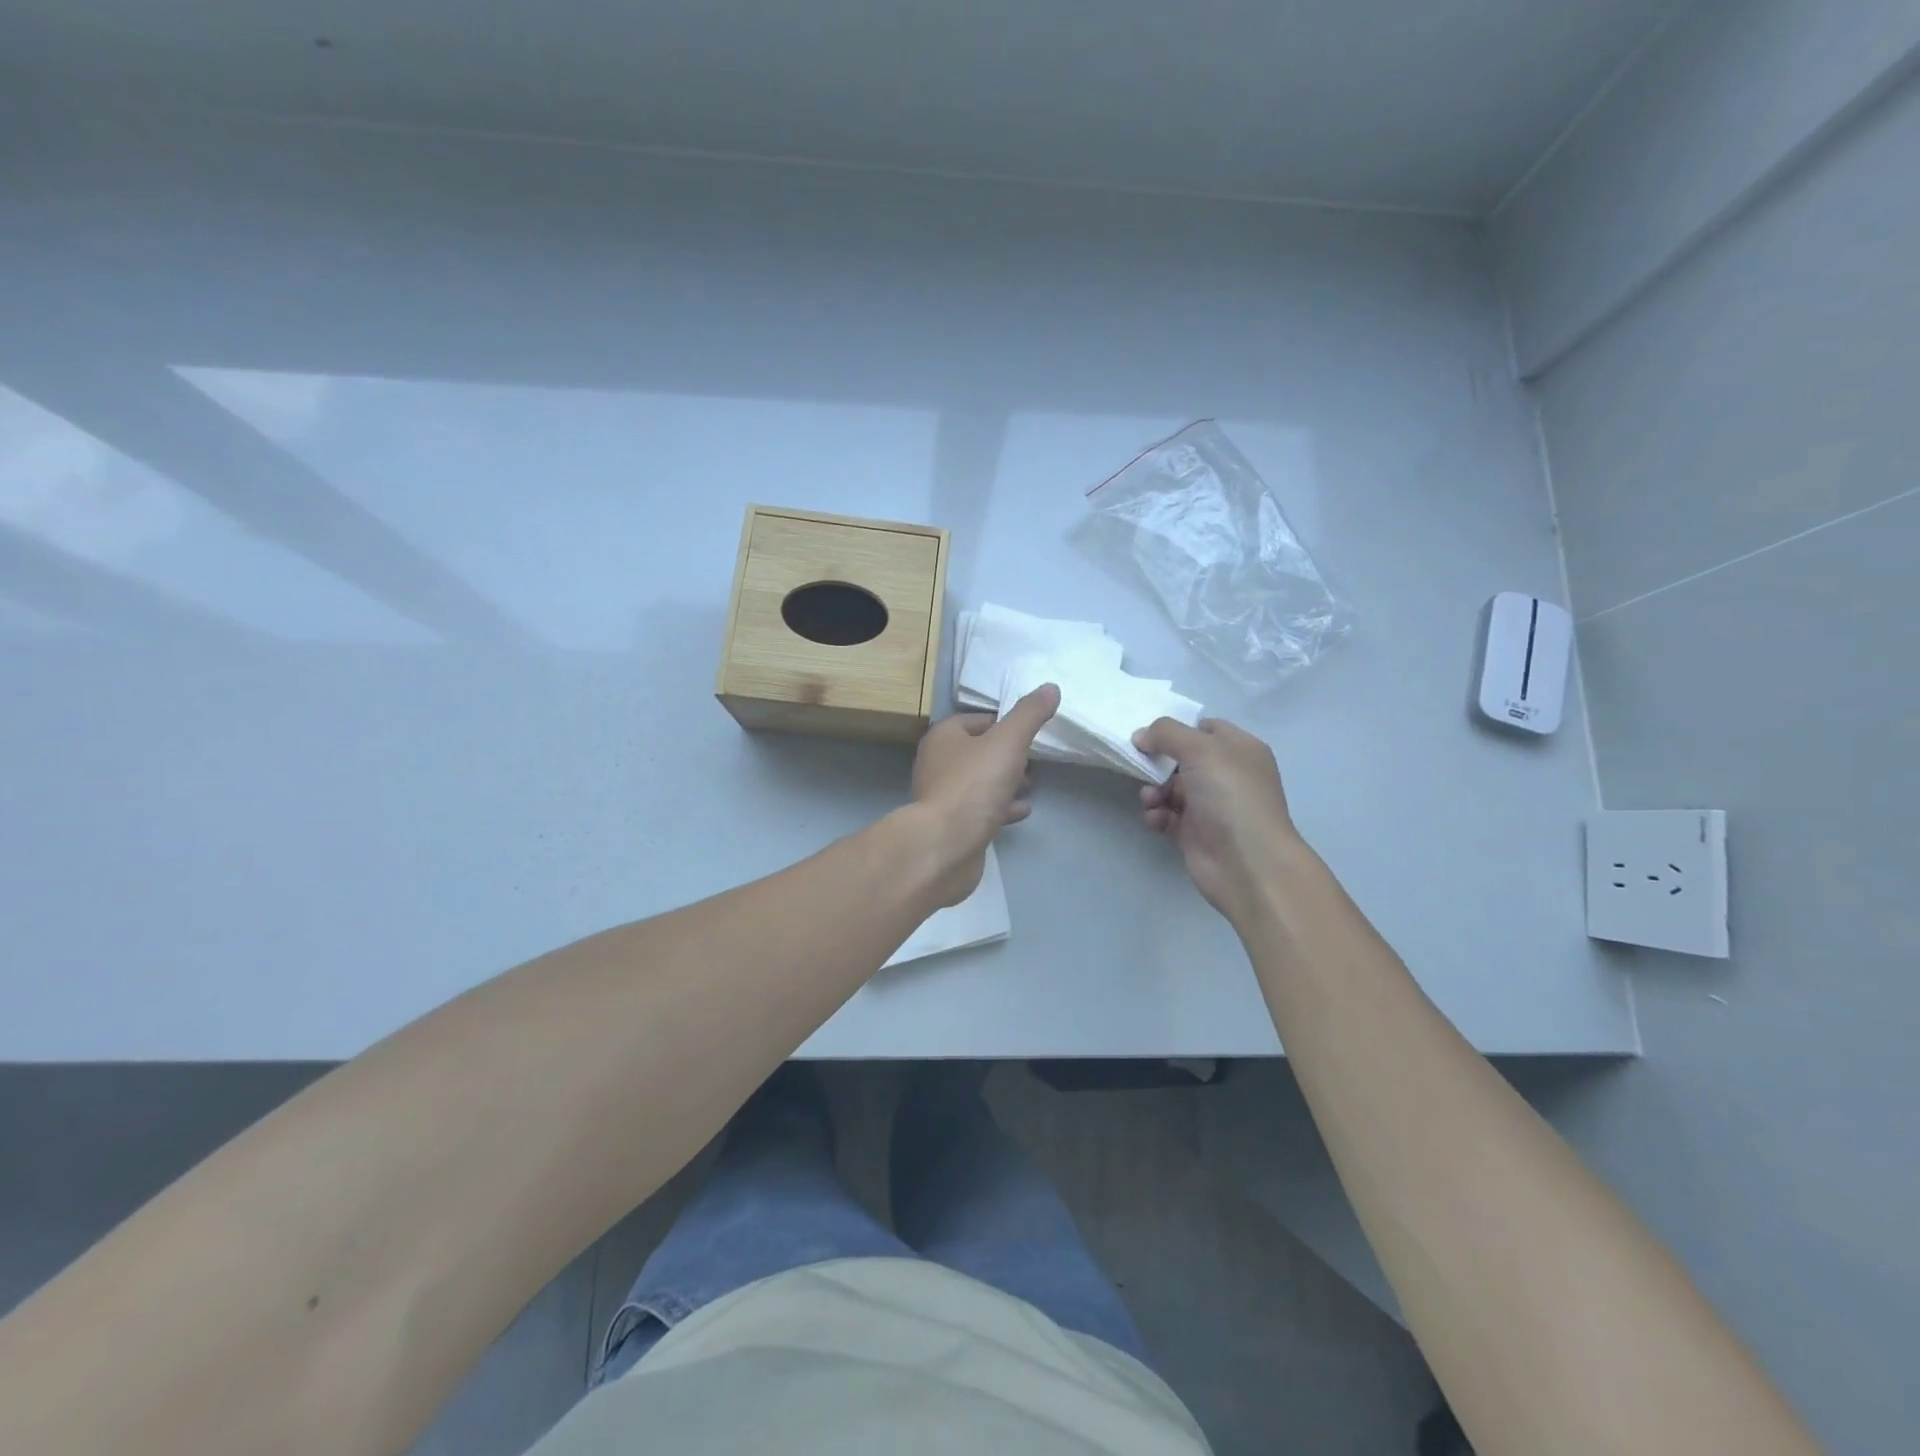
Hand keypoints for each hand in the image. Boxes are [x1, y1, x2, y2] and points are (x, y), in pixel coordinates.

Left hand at [908, 684, 1059, 904]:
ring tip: (1031, 785)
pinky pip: (981, 810)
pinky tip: (1023, 811)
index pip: (977, 720)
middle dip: (1007, 755)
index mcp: (944, 737)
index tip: (1030, 733)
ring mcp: (943, 797)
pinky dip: (1002, 808)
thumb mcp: (1007, 742)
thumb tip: (1050, 687)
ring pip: (980, 782)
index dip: (1004, 723)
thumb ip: (1029, 715)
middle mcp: (938, 764)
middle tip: (1034, 762)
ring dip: (1006, 782)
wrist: (945, 846)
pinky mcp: (952, 826)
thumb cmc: (973, 785)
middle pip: (978, 752)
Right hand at [1132, 717, 1305, 923]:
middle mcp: (1227, 775)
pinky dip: (1157, 815)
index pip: (1206, 728)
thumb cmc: (1230, 796)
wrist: (1247, 863)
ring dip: (1153, 790)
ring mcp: (1211, 805)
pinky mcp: (1196, 833)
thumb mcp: (1201, 750)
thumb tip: (1141, 736)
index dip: (1178, 729)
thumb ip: (1167, 734)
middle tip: (1142, 765)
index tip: (1150, 735)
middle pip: (1183, 759)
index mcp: (1239, 749)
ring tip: (1151, 800)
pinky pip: (1168, 816)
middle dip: (1159, 762)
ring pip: (1171, 788)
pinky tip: (1155, 819)